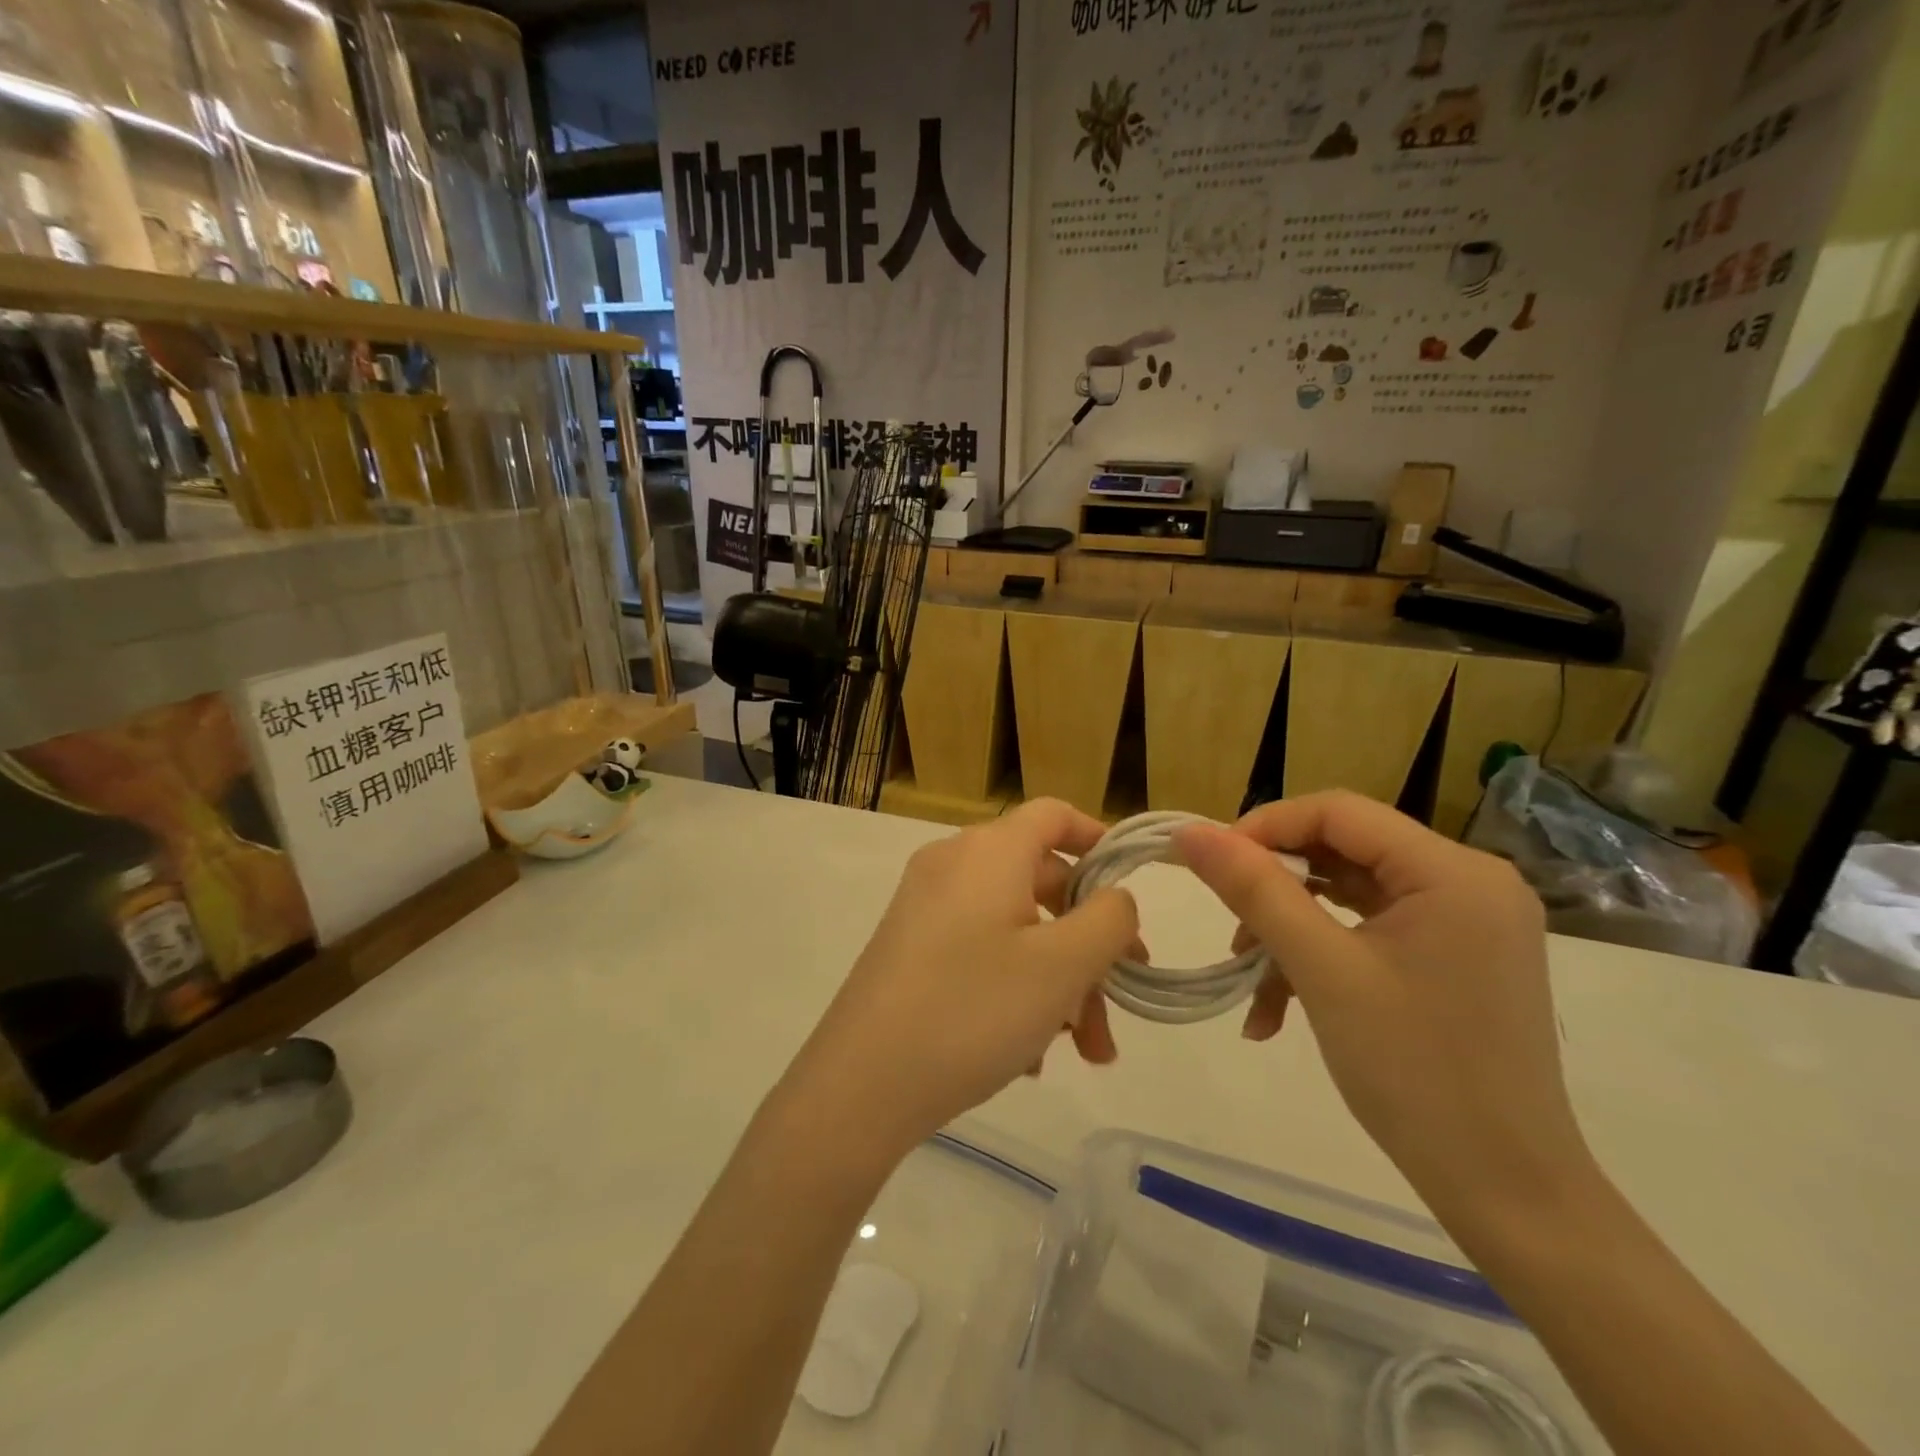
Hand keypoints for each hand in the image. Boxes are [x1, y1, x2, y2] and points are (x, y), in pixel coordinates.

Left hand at [783, 799, 1139, 1157]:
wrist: (860, 1084)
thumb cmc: (973, 1010)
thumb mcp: (1062, 966)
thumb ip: (1108, 920)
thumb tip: (1113, 898)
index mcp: (988, 851)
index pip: (1053, 815)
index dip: (1098, 839)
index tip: (1131, 885)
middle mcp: (953, 866)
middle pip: (1041, 883)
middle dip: (1088, 945)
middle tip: (1119, 1003)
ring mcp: (926, 908)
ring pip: (1015, 929)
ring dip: (1058, 982)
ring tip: (1082, 1051)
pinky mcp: (911, 948)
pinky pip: (980, 952)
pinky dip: (1015, 989)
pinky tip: (1028, 1055)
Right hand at [1175, 792, 1593, 1221]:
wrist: (1506, 1192)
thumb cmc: (1415, 1073)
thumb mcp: (1321, 970)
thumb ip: (1254, 890)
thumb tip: (1191, 832)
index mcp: (1453, 872)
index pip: (1338, 811)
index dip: (1266, 828)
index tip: (1211, 867)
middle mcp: (1469, 881)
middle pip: (1344, 851)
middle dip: (1276, 890)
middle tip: (1230, 930)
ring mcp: (1466, 922)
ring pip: (1349, 895)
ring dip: (1290, 930)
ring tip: (1249, 978)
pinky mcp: (1455, 957)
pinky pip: (1370, 931)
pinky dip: (1321, 957)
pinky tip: (1279, 1009)